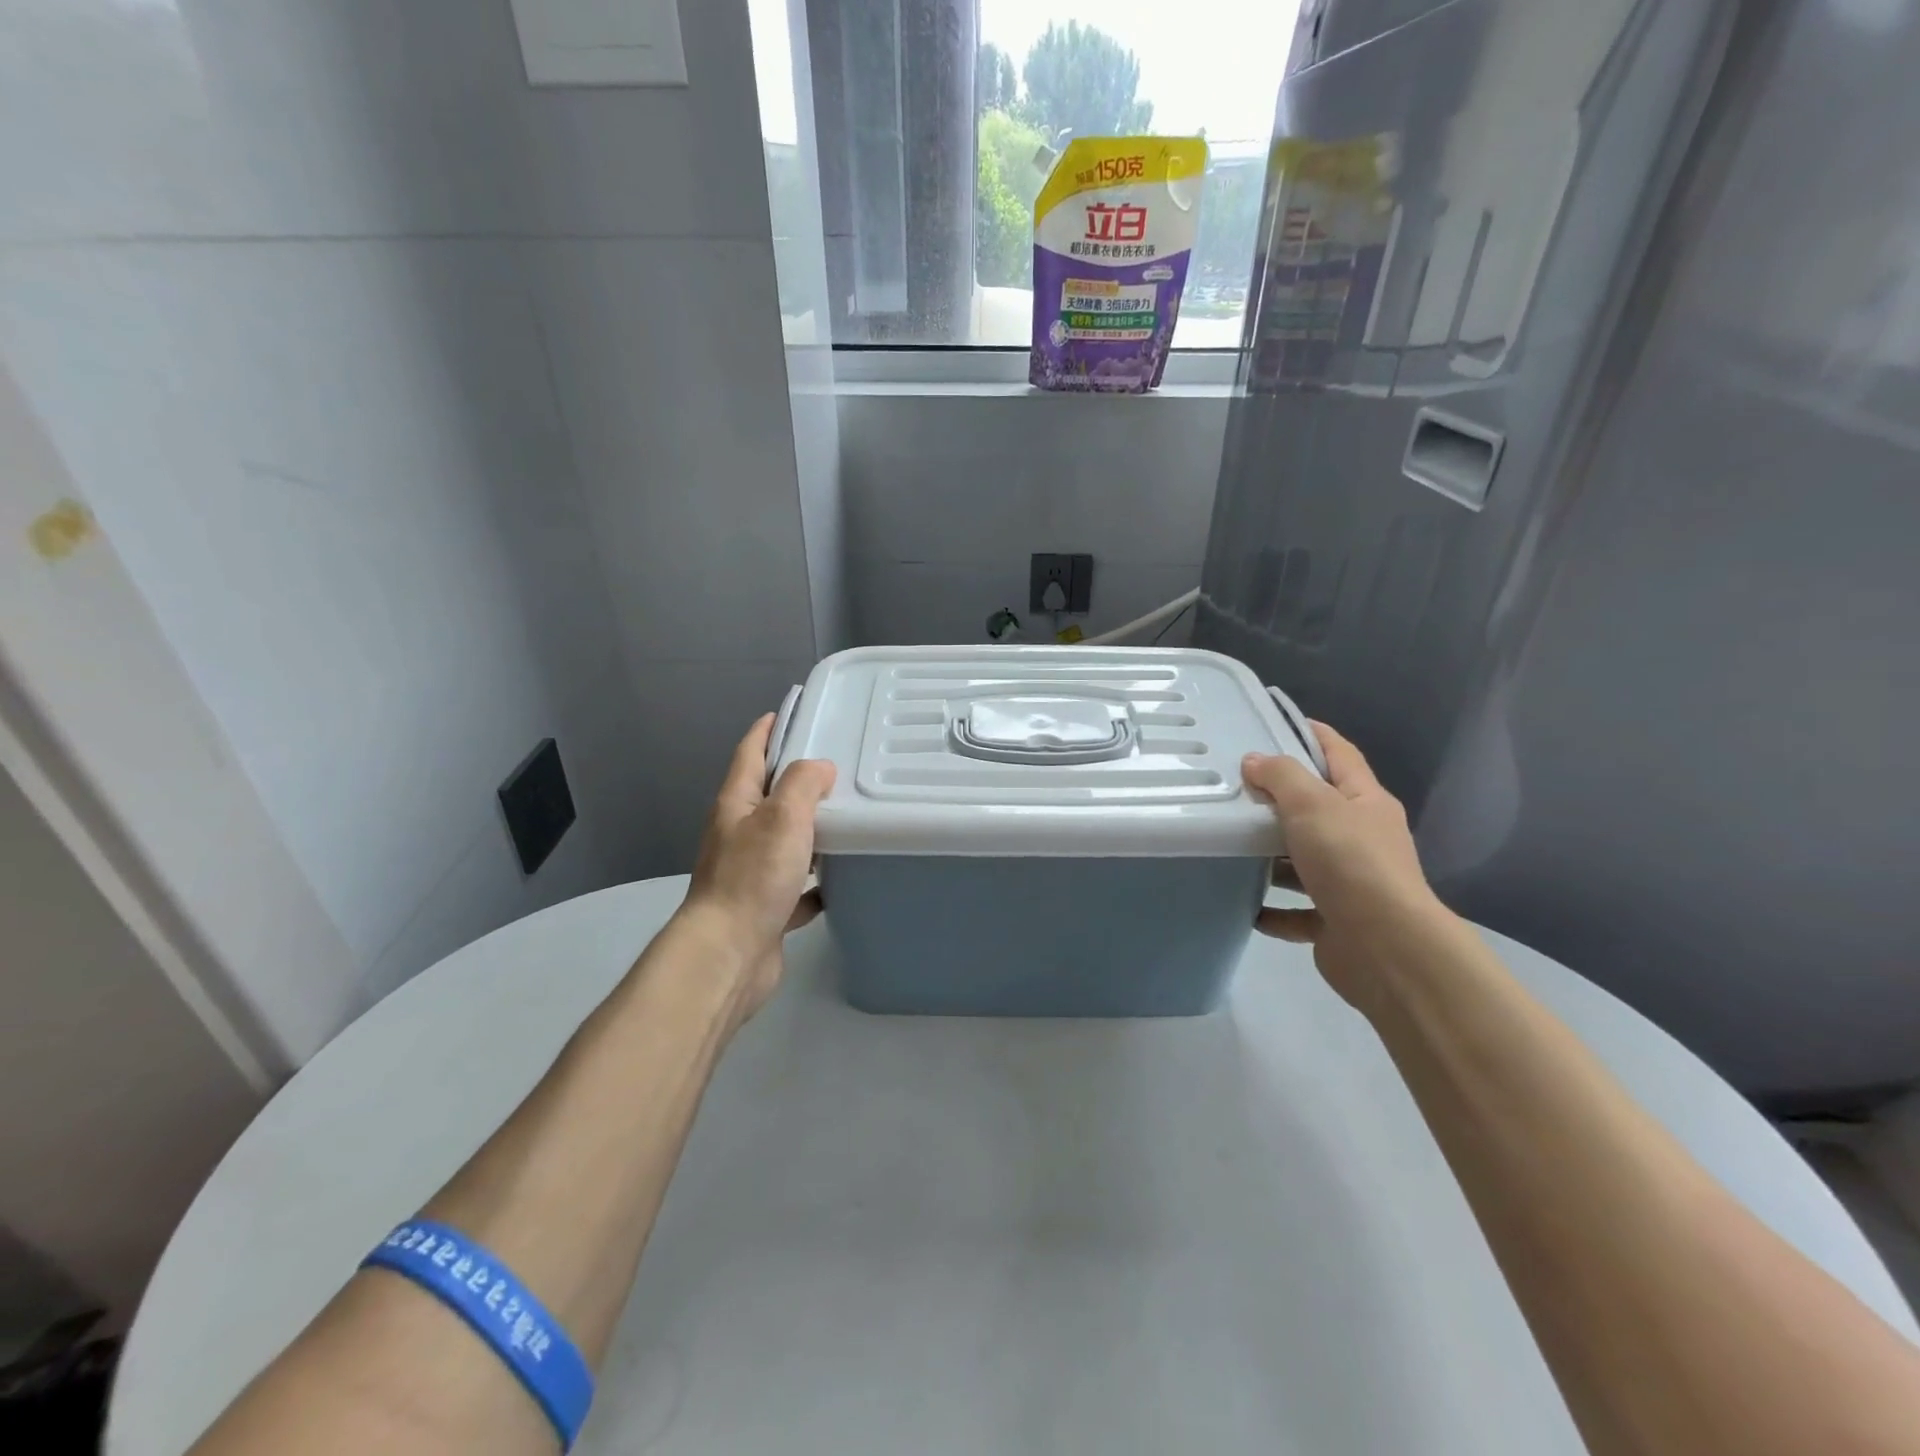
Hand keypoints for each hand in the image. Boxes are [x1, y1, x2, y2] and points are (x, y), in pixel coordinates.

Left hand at [676, 715, 835, 1024]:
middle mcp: (738, 835)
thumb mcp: (783, 817)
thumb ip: (803, 784)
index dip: (766, 731)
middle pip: (767, 798)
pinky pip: (795, 887)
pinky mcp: (764, 909)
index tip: (787, 713)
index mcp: (736, 805)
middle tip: (837, 768)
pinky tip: (841, 882)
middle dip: (796, 781)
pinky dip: (815, 883)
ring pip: (783, 843)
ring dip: (808, 832)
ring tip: (847, 820)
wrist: (728, 955)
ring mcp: (749, 874)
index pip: (749, 754)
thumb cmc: (753, 878)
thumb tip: (820, 769)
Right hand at [1242, 721, 1452, 1012]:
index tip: (1274, 722)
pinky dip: (1273, 910)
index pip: (1339, 754)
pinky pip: (1298, 911)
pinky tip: (1245, 905)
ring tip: (1229, 846)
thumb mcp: (1313, 805)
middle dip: (1279, 800)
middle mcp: (1362, 839)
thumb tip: (1255, 760)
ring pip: (1305, 861)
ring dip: (1272, 858)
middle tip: (1233, 788)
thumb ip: (1282, 777)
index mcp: (1366, 803)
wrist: (1386, 948)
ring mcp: (1351, 883)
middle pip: (1318, 809)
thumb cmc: (1350, 862)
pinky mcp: (1336, 922)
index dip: (1312, 734)